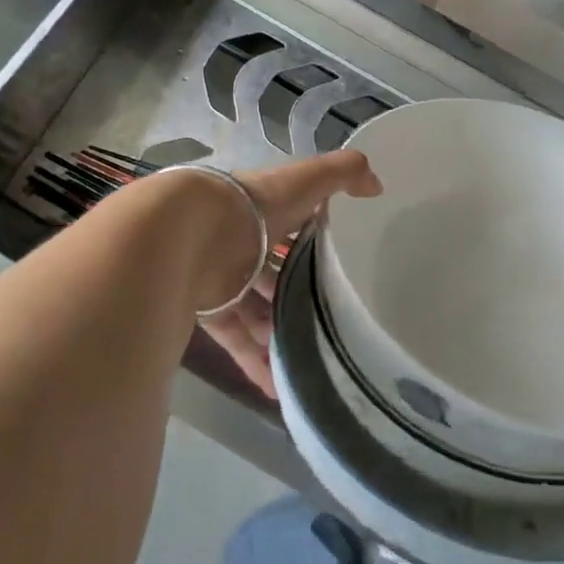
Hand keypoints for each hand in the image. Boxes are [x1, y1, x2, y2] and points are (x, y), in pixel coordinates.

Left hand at [201, 150, 382, 399]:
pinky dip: (255, 363)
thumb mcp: (305, 182)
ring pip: (254, 310)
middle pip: (271, 273)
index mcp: (262, 212)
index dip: (311, 240)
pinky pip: (235, 340)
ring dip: (278, 333)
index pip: (290, 225)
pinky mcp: (208, 310)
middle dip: (295, 295)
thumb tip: (377, 185)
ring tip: (312, 358)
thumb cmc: (252, 208)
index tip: (339, 263)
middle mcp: (240, 244)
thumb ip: (343, 174)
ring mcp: (222, 278)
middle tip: (329, 319)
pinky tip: (278, 389)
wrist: (186, 236)